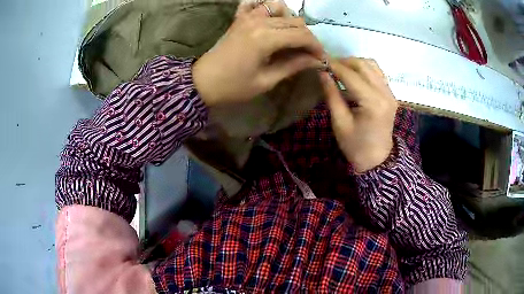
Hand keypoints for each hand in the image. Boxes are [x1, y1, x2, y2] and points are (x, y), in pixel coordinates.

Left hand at [192, 0, 324, 105]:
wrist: (202, 82)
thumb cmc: (233, 86)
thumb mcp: (266, 80)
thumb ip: (293, 66)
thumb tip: (317, 61)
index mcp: (265, 38)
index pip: (302, 35)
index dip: (316, 47)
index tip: (321, 59)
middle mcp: (259, 21)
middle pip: (295, 22)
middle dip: (308, 38)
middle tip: (309, 54)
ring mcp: (248, 17)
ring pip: (281, 9)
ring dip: (291, 21)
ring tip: (291, 38)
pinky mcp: (240, 18)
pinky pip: (258, 4)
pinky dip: (268, 9)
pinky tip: (271, 20)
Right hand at [320, 58, 397, 172]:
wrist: (377, 160)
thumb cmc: (356, 146)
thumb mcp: (340, 123)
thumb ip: (332, 95)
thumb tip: (322, 73)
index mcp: (373, 102)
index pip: (351, 75)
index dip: (334, 66)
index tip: (320, 60)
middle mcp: (385, 93)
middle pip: (364, 65)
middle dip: (345, 62)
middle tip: (329, 66)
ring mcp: (390, 93)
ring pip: (372, 65)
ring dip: (355, 64)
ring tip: (341, 70)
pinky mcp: (391, 95)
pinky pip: (378, 73)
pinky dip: (365, 70)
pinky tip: (355, 76)